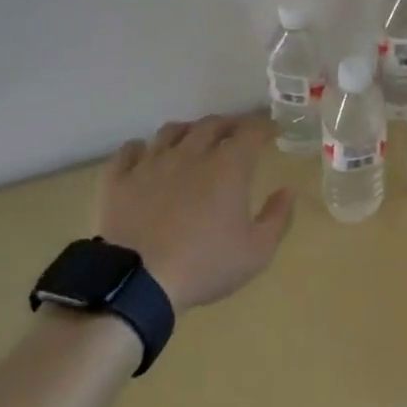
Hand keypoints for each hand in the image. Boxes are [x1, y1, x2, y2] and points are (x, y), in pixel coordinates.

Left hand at [96, 114, 294, 314]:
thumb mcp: (256, 251)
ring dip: (188, 131)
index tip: (272, 131)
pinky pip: (129, 150)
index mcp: (227, 166)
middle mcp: (190, 153)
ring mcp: (151, 163)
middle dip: (228, 124)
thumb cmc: (205, 266)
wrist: (138, 283)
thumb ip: (277, 217)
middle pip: (211, 124)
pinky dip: (141, 148)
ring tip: (193, 140)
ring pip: (171, 131)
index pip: (250, 131)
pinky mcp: (119, 179)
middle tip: (236, 134)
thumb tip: (288, 190)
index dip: (264, 126)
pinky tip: (146, 156)